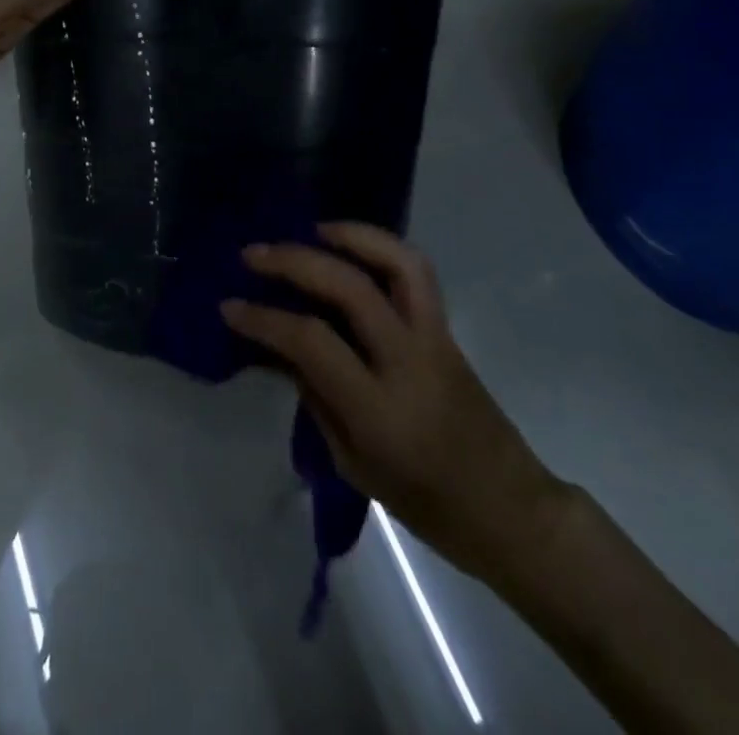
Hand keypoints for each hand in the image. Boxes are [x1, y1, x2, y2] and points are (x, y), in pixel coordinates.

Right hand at [222, 224, 570, 589]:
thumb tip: (282, 345)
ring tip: (312, 230)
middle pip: (349, 288)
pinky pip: (415, 272)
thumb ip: (316, 396)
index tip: (230, 306)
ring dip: (351, 235)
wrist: (508, 508)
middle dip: (295, 262)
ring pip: (397, 263)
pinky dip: (381, 247)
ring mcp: (434, 337)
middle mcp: (409, 360)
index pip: (312, 341)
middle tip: (255, 254)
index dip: (265, 319)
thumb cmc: (424, 503)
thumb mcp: (353, 462)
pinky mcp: (447, 328)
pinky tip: (350, 248)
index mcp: (380, 409)